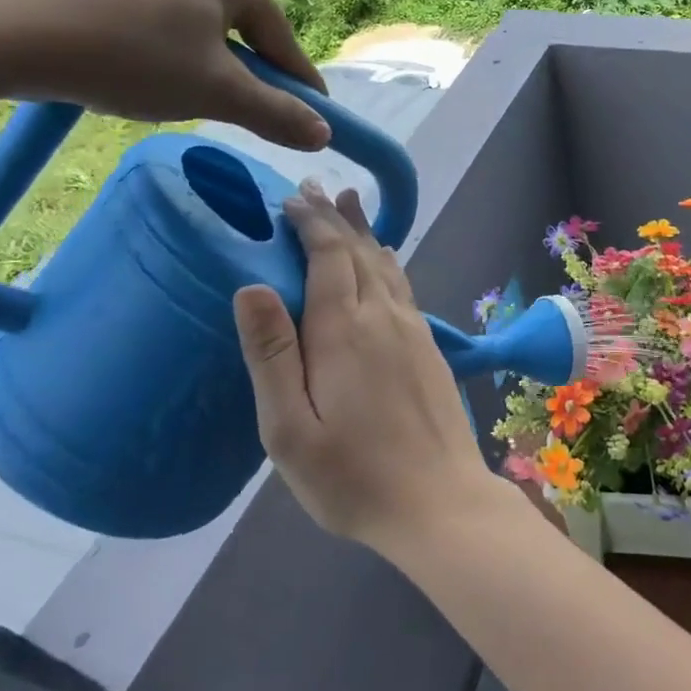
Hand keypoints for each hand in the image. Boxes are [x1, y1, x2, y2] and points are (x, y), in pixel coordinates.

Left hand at [0, 0, 332, 148]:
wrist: (13, 31)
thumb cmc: (135, 56)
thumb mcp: (217, 93)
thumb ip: (276, 113)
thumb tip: (323, 134)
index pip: (282, 40)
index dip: (300, 85)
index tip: (317, 118)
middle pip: (241, 30)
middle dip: (247, 73)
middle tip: (246, 113)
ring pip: (199, 26)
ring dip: (206, 64)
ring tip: (188, 98)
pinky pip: (158, 19)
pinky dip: (166, 51)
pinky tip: (143, 75)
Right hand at [232, 180, 504, 552]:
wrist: (440, 503)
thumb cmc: (353, 477)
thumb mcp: (290, 430)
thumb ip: (271, 355)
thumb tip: (250, 286)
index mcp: (345, 330)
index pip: (329, 255)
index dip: (312, 222)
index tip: (293, 199)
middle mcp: (384, 317)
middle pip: (360, 251)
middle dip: (336, 217)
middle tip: (316, 188)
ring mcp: (414, 331)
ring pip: (386, 265)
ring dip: (365, 233)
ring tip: (350, 204)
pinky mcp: (430, 349)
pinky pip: (403, 288)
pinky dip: (388, 262)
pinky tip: (385, 262)